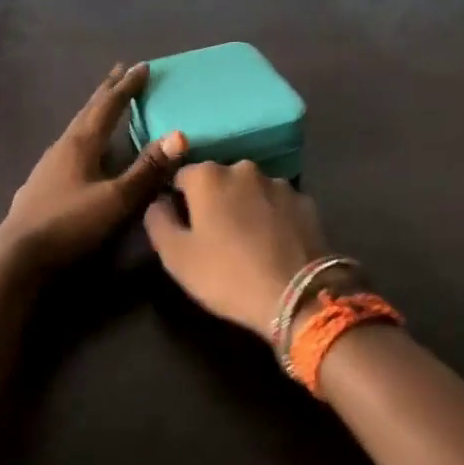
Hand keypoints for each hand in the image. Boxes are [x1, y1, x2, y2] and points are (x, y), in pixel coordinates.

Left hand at [0, 63, 187, 270]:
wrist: (18, 255)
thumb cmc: (70, 223)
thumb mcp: (116, 199)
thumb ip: (147, 169)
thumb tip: (179, 135)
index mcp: (81, 143)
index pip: (108, 106)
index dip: (127, 87)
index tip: (143, 66)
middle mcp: (63, 146)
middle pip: (88, 111)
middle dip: (107, 91)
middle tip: (121, 72)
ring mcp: (48, 165)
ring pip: (77, 128)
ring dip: (94, 113)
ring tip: (106, 107)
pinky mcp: (42, 183)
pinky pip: (70, 147)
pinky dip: (85, 136)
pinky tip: (84, 151)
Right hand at [144, 161, 329, 341]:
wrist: (298, 296)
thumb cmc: (227, 275)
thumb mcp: (175, 256)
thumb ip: (158, 220)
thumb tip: (159, 202)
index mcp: (207, 176)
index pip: (182, 177)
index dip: (179, 201)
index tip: (185, 228)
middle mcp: (244, 168)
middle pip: (219, 180)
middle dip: (214, 201)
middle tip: (216, 238)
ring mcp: (279, 183)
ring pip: (251, 190)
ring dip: (245, 207)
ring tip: (248, 243)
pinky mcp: (306, 201)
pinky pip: (278, 204)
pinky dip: (272, 217)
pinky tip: (274, 245)